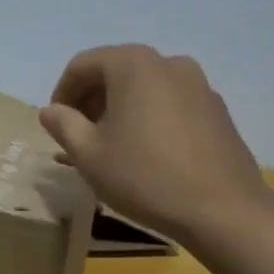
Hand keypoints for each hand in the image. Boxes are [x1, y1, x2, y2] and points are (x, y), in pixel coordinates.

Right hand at [39, 44, 269, 243]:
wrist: (223, 210)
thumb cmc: (145, 176)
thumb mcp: (89, 154)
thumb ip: (63, 125)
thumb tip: (50, 111)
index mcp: (133, 64)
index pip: (83, 65)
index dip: (62, 93)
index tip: (55, 125)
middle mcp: (168, 62)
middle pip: (115, 71)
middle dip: (91, 100)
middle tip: (78, 136)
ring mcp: (198, 84)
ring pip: (144, 88)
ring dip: (120, 109)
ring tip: (111, 146)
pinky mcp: (217, 109)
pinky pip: (170, 103)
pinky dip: (149, 117)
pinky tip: (146, 152)